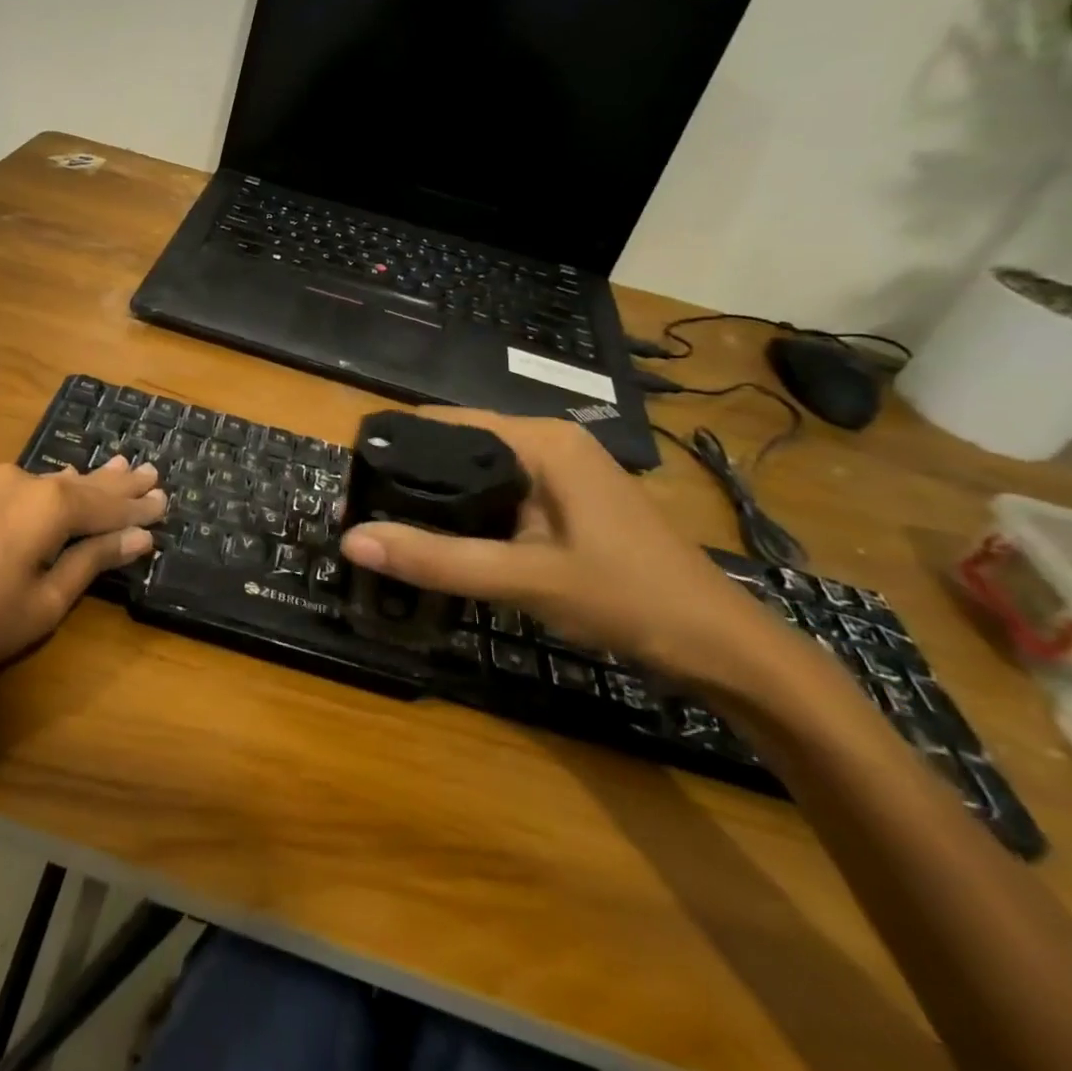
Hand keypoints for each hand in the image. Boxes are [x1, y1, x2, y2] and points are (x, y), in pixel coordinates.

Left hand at [0, 457, 164, 736]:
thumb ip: (92, 561)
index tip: (167, 500)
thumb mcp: (43, 604)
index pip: (106, 502)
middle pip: (78, 482)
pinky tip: (53, 487)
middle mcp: (17, 480)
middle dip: (115, 482)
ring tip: (114, 470)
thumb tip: (138, 536)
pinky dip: (42, 490)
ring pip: (44, 482)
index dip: (137, 505)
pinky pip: (13, 487)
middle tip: (149, 472)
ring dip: (80, 483)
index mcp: (47, 504)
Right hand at [339, 408, 798, 687]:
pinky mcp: (565, 503)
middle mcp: (548, 443)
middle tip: (362, 516)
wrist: (720, 647)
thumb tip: (351, 540)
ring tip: (388, 528)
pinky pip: (499, 497)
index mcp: (541, 441)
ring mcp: (561, 474)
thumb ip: (438, 559)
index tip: (352, 484)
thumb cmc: (627, 598)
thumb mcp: (524, 579)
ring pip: (477, 475)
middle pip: (457, 448)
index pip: (445, 424)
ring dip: (436, 500)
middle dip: (410, 478)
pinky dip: (466, 515)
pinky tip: (442, 542)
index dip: (394, 448)